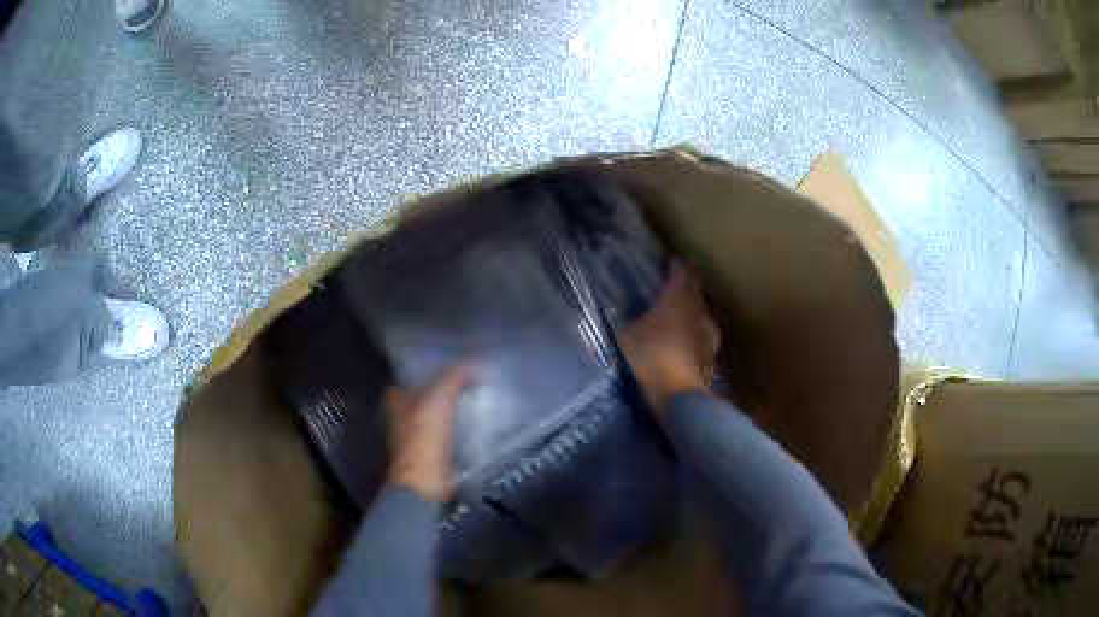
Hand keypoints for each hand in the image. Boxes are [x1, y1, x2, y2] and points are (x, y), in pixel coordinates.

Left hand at [385, 364, 472, 501]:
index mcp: (396, 399)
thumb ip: (456, 374)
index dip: (432, 368)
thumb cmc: (425, 434)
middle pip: (426, 395)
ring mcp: (415, 437)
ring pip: (438, 415)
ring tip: (480, 399)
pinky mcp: (430, 454)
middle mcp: (401, 416)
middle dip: (446, 390)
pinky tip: (478, 423)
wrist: (426, 479)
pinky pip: (448, 434)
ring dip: (455, 410)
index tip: (455, 363)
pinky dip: (460, 429)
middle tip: (472, 380)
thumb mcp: (440, 395)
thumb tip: (477, 362)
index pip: (413, 376)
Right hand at [618, 263, 720, 414]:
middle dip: (686, 281)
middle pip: (694, 288)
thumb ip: (627, 319)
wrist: (680, 391)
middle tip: (675, 281)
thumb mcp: (627, 335)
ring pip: (701, 309)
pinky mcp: (712, 349)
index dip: (675, 264)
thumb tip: (622, 309)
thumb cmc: (652, 355)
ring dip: (693, 306)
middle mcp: (696, 308)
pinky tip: (691, 336)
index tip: (669, 260)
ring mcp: (707, 329)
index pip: (679, 272)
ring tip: (682, 309)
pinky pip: (704, 330)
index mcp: (676, 298)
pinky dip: (697, 328)